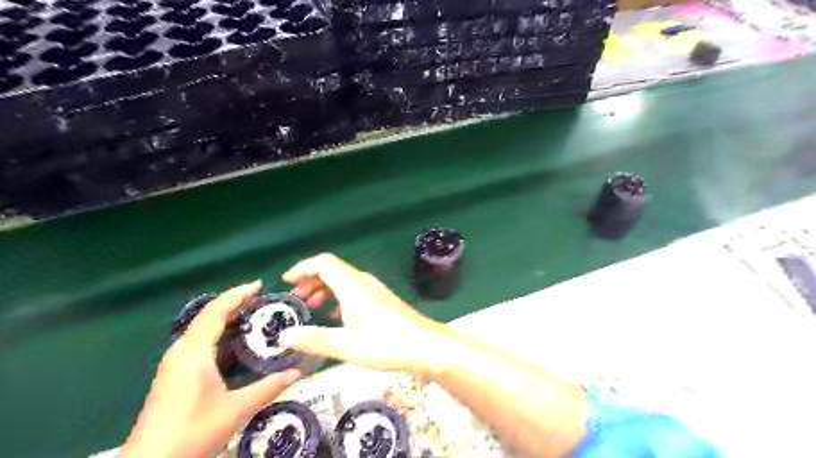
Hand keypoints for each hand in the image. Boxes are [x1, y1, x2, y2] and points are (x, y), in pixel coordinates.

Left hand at [120, 278, 299, 457]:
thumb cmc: (192, 432)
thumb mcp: (235, 409)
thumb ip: (268, 387)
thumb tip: (296, 372)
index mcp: (194, 353)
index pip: (216, 312)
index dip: (237, 295)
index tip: (259, 285)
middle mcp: (181, 351)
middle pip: (207, 316)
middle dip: (233, 302)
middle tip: (261, 299)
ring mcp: (174, 363)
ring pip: (201, 328)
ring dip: (225, 316)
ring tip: (251, 314)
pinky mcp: (173, 374)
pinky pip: (198, 340)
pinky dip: (217, 331)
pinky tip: (232, 340)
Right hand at [279, 254, 444, 375]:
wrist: (425, 345)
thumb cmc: (385, 345)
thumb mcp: (346, 346)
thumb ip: (314, 339)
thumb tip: (284, 336)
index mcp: (352, 286)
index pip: (323, 263)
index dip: (303, 267)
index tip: (286, 280)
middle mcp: (363, 281)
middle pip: (332, 269)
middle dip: (310, 280)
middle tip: (296, 298)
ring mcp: (374, 288)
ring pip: (343, 279)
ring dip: (324, 288)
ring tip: (311, 306)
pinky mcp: (381, 298)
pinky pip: (354, 289)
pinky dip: (339, 296)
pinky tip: (336, 316)